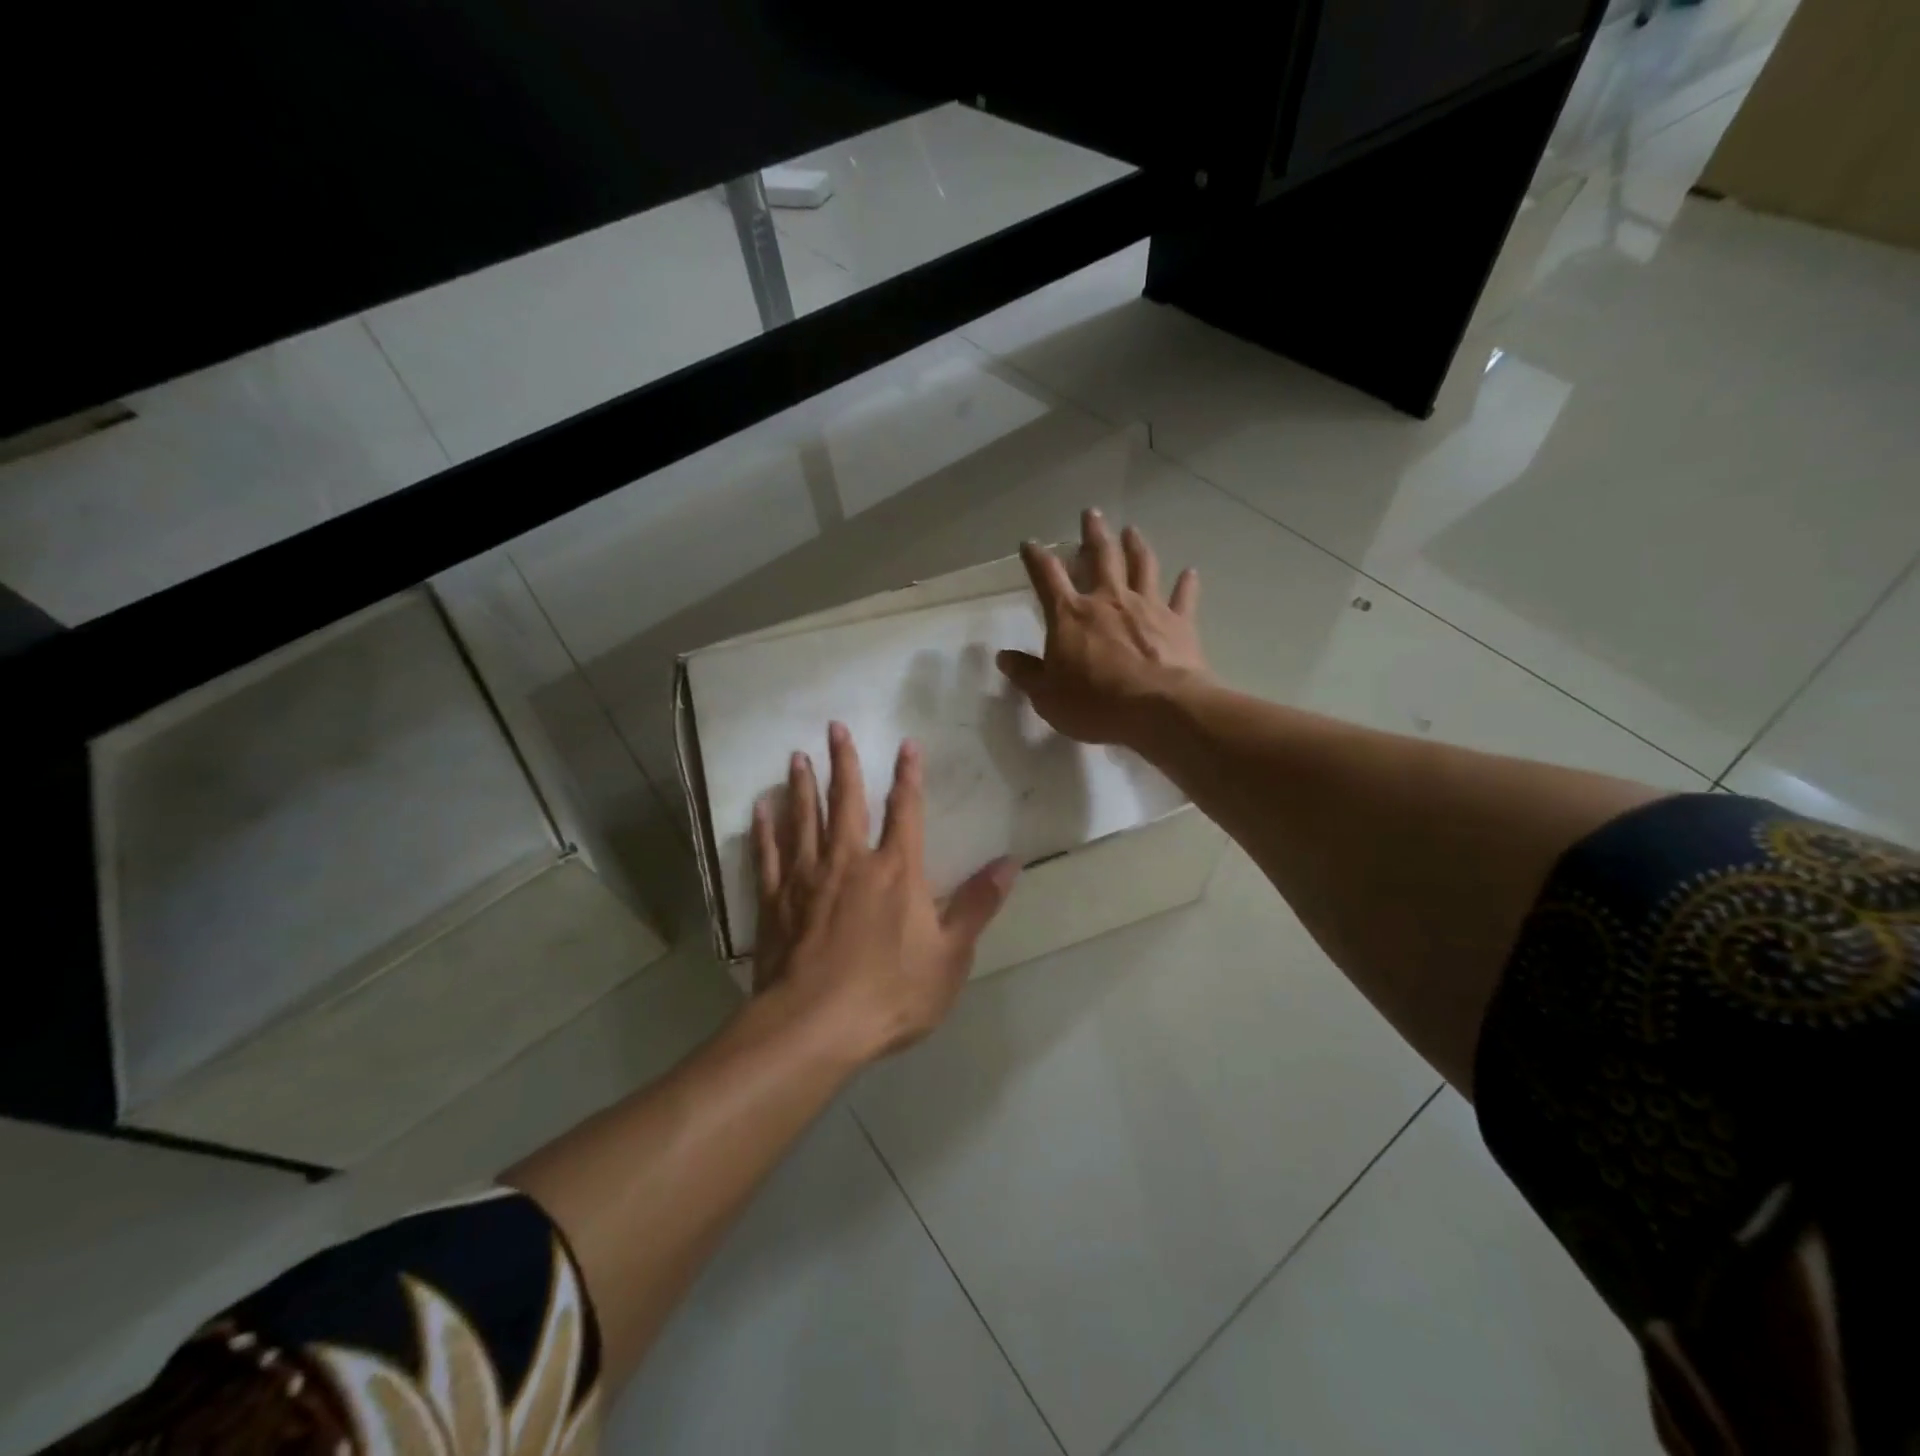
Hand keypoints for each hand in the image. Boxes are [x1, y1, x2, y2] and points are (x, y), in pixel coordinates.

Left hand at [752, 723, 1018, 1062]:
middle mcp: (850, 861)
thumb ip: (977, 905)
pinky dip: (765, 829)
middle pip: (846, 801)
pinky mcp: (775, 900)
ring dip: (802, 785)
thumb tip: (1010, 863)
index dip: (909, 776)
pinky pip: (768, 855)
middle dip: (843, 762)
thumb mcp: (950, 955)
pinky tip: (760, 809)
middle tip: (834, 727)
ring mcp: (807, 878)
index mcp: (896, 871)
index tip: (906, 744)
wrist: (816, 1026)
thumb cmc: (890, 993)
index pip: (906, 812)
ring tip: (797, 757)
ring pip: (804, 819)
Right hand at [996, 509, 1208, 748]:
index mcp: (1070, 615)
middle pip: (1100, 556)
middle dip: (1093, 533)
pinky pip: (1183, 597)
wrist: (1158, 709)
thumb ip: (1026, 674)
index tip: (1029, 544)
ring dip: (1136, 545)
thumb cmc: (1094, 703)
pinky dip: (1187, 583)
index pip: (1047, 577)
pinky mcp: (1179, 622)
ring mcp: (1147, 607)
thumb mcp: (1046, 696)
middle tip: (1091, 513)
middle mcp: (1108, 600)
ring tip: (1132, 530)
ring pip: (1142, 566)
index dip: (1036, 558)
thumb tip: (1004, 657)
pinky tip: (1190, 572)